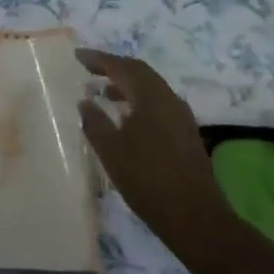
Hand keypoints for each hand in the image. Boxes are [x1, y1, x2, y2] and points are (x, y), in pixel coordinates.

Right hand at [77, 49, 237, 261]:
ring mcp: (181, 116)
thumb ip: (94, 121)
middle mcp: (168, 99)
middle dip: (114, 67)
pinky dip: (139, 100)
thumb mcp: (110, 150)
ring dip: (127, 84)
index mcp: (150, 97)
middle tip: (90, 69)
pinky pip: (158, 103)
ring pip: (151, 88)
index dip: (98, 59)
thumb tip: (85, 101)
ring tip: (104, 93)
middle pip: (140, 72)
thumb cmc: (147, 179)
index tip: (78, 56)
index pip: (121, 66)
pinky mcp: (186, 133)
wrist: (195, 217)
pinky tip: (127, 118)